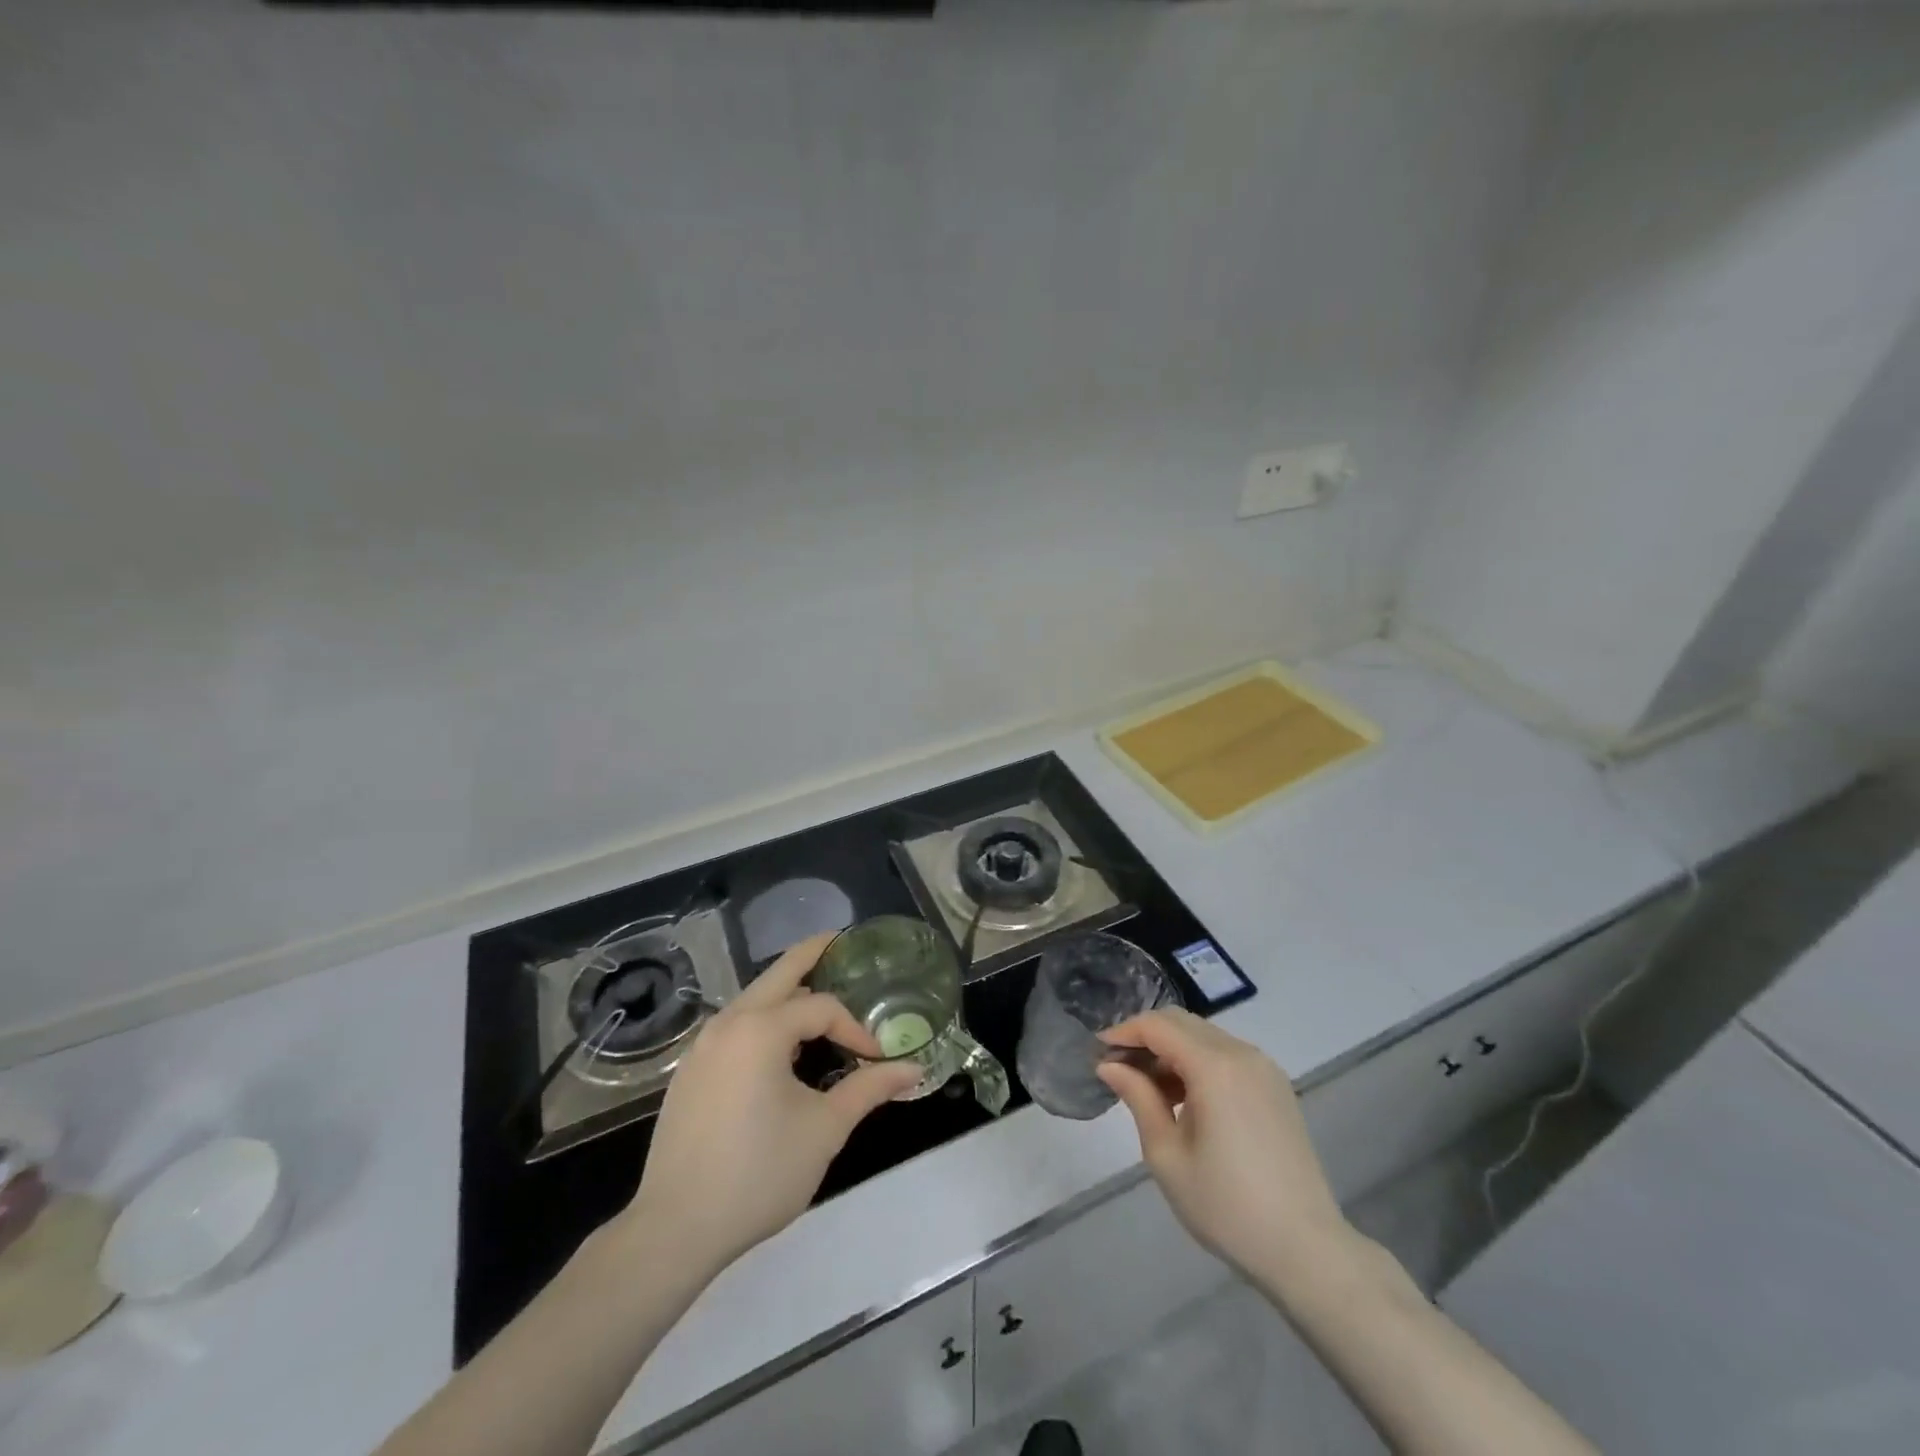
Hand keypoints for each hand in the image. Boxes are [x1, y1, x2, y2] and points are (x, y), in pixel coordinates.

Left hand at [620, 933, 919, 1278]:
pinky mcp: (691, 1071)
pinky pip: (736, 1026)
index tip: (877, 1059)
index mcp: (760, 1028)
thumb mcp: (824, 1129)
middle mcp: (728, 1023)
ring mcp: (703, 1045)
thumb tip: (913, 1069)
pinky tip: (781, 1046)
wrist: (675, 1229)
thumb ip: (869, 1089)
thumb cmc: (758, 1173)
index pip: (822, 1008)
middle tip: (841, 941)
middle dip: (813, 954)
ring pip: (754, 999)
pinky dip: (764, 1018)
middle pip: (779, 973)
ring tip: (820, 997)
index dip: (855, 1027)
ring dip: (788, 991)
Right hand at [1098, 1008, 1350, 1288]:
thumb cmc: (1226, 1206)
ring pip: (1204, 1037)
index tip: (1098, 1052)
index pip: (1158, 1026)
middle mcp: (1241, 1053)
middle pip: (1182, 1023)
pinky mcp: (1275, 1086)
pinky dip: (1198, 1063)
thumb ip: (1138, 1098)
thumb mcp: (1167, 1155)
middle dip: (1145, 1037)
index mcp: (1214, 1066)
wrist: (1306, 1250)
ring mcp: (1263, 1068)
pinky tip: (1185, 1099)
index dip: (1124, 1032)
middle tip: (1118, 1068)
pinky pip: (1226, 1056)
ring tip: (1148, 1088)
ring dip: (1171, 1050)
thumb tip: (1109, 1065)